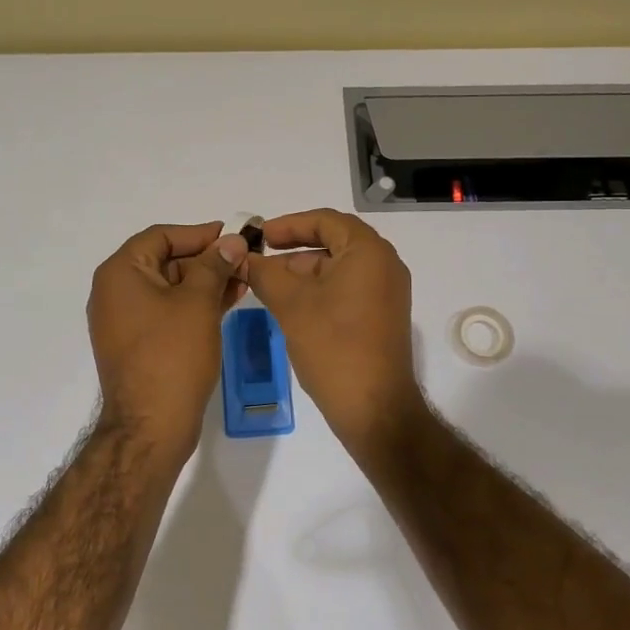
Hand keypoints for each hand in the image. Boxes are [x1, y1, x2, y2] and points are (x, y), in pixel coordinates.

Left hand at [87, 221, 248, 457]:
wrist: (151, 426)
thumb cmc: (172, 355)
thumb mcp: (198, 302)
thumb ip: (215, 265)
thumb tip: (232, 241)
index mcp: (120, 274)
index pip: (160, 236)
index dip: (198, 234)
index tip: (233, 236)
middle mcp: (115, 292)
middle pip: (164, 260)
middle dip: (206, 259)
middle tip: (244, 260)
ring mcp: (125, 321)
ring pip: (169, 287)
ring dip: (205, 282)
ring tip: (244, 280)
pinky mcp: (138, 344)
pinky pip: (167, 311)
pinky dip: (194, 304)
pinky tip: (227, 302)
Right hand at [245, 209, 427, 457]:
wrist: (374, 409)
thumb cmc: (333, 346)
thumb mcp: (291, 305)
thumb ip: (264, 274)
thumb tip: (242, 259)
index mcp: (369, 252)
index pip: (326, 221)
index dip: (289, 224)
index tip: (260, 236)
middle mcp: (385, 266)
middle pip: (334, 242)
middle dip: (294, 248)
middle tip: (260, 258)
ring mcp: (387, 293)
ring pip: (339, 268)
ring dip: (304, 271)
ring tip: (268, 283)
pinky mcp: (382, 317)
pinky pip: (348, 289)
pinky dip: (320, 289)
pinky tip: (291, 305)